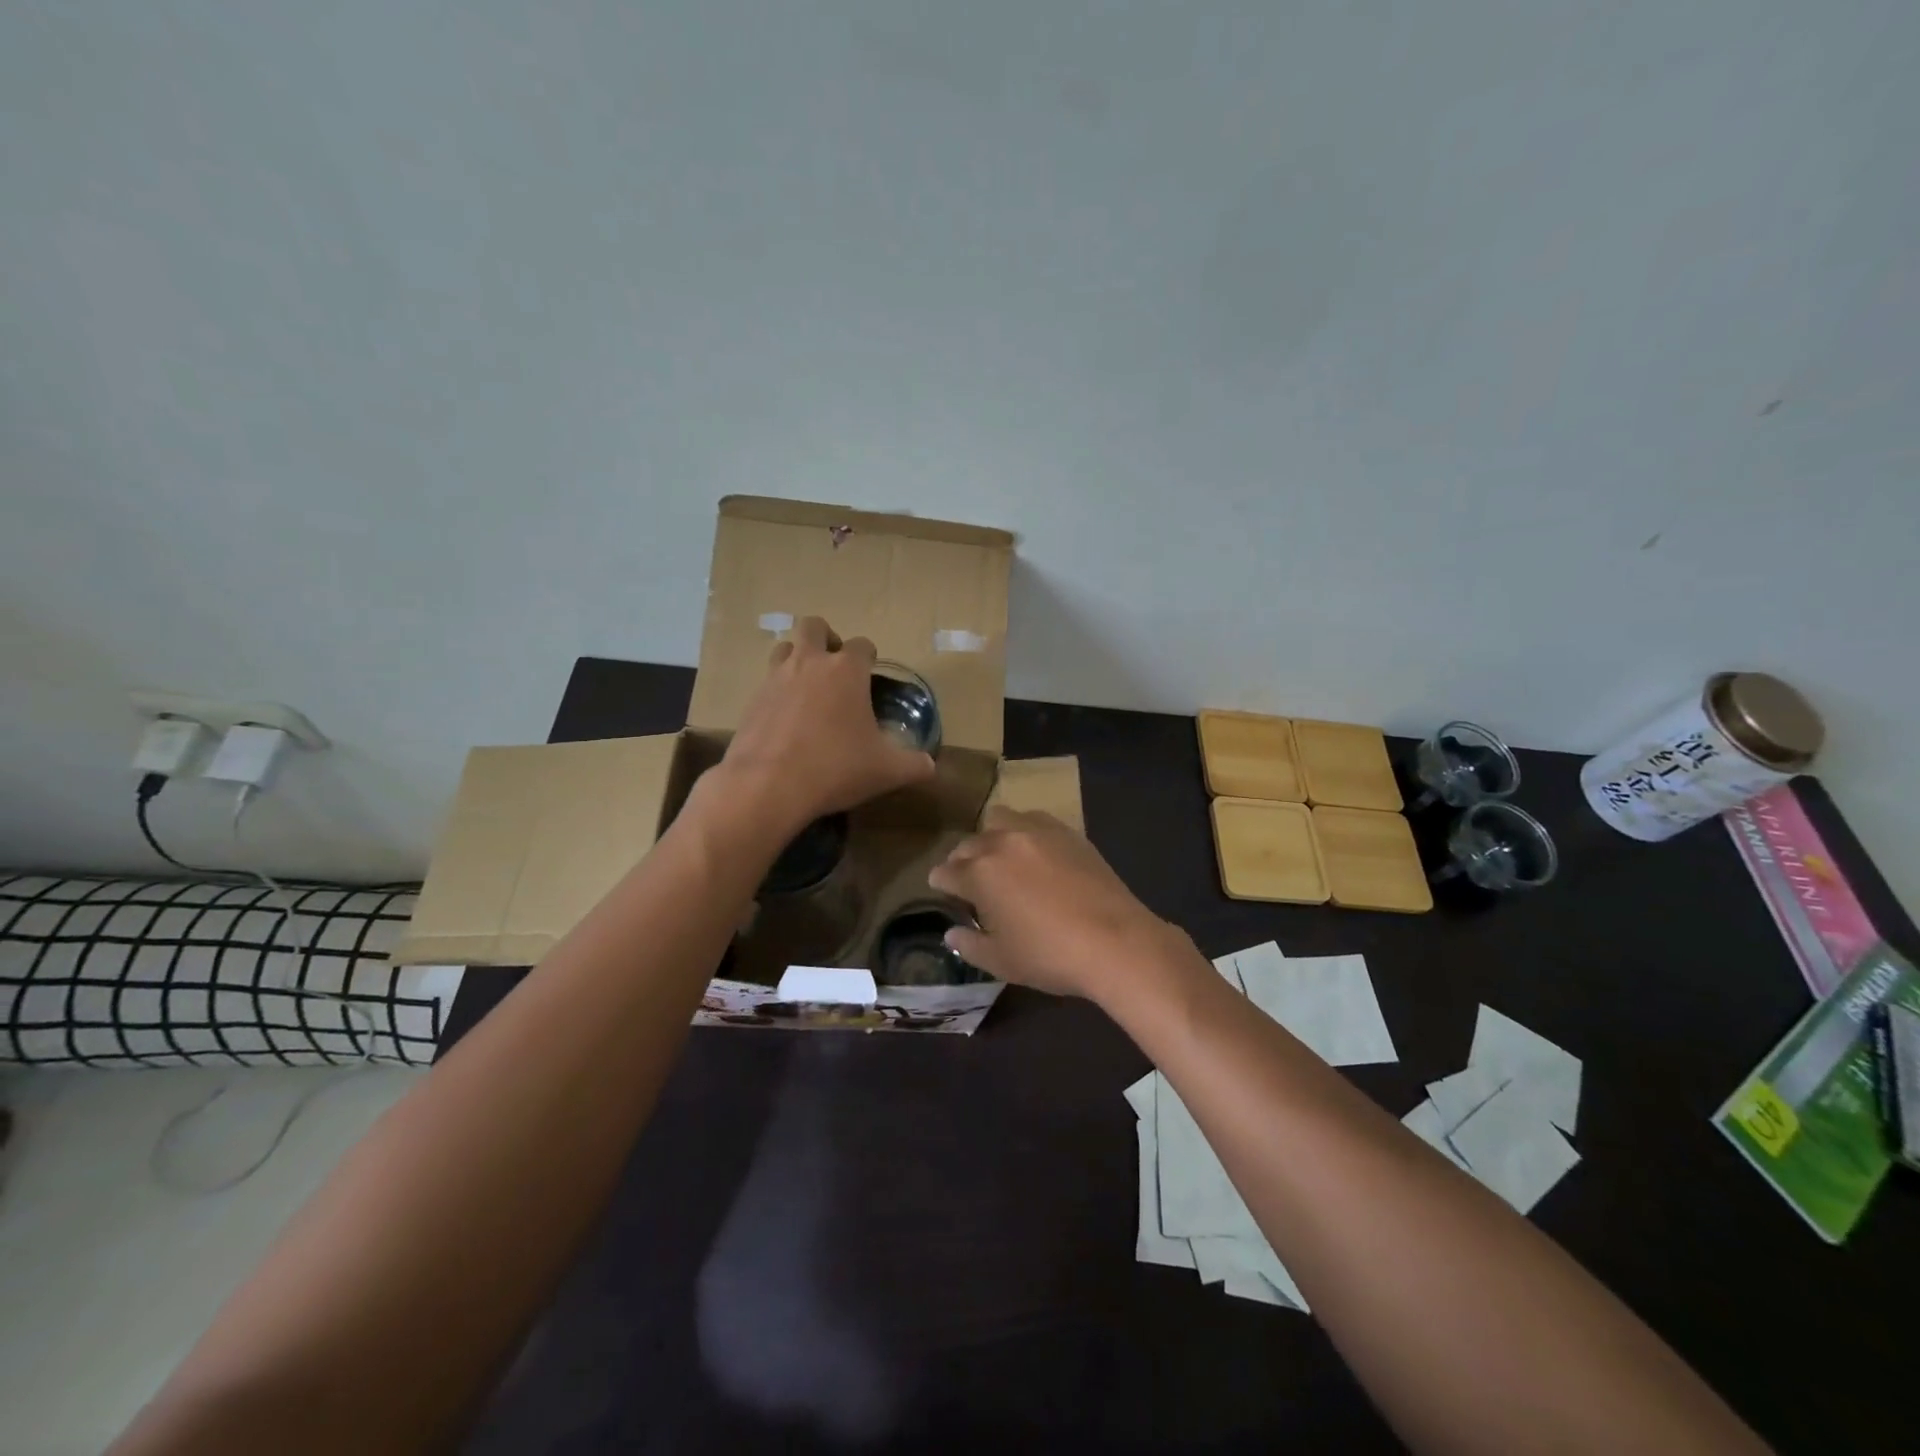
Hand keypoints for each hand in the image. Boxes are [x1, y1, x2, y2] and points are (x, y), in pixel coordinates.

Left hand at [719, 616, 935, 830]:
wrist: (768, 786)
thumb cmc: (836, 768)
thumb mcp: (886, 771)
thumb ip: (914, 765)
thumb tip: (930, 766)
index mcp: (846, 670)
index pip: (862, 645)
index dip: (869, 657)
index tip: (871, 672)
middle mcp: (809, 663)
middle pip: (814, 626)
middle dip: (826, 638)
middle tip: (835, 667)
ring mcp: (775, 679)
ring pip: (784, 648)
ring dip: (797, 658)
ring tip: (808, 686)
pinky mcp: (751, 701)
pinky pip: (766, 683)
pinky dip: (778, 692)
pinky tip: (786, 720)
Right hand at [928, 807, 1182, 1000]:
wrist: (1115, 940)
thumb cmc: (1050, 955)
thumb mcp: (1001, 961)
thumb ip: (970, 945)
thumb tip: (952, 932)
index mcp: (980, 874)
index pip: (948, 872)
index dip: (940, 882)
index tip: (940, 886)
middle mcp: (1002, 843)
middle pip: (970, 843)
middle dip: (963, 859)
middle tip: (969, 877)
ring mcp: (1037, 832)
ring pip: (1000, 819)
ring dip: (992, 835)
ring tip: (1000, 855)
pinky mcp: (1067, 832)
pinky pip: (1034, 819)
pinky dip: (1024, 830)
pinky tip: (1034, 850)